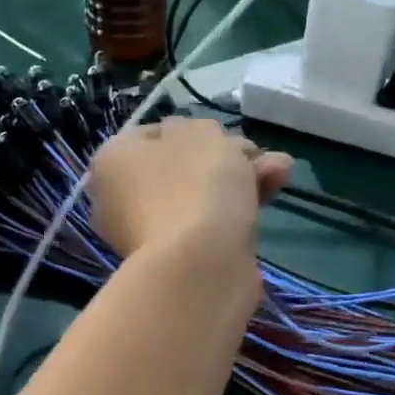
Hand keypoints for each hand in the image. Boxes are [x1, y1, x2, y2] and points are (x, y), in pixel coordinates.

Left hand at [87, 117, 292, 260]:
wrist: (202, 264)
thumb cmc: (193, 185)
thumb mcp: (200, 134)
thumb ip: (200, 129)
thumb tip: (198, 142)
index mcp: (113, 161)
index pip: (151, 135)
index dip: (193, 129)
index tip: (222, 133)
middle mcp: (123, 198)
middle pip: (182, 167)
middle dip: (226, 157)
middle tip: (256, 154)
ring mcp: (151, 233)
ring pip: (201, 194)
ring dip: (241, 178)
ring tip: (281, 170)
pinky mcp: (180, 260)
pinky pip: (210, 223)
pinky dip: (239, 207)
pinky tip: (273, 191)